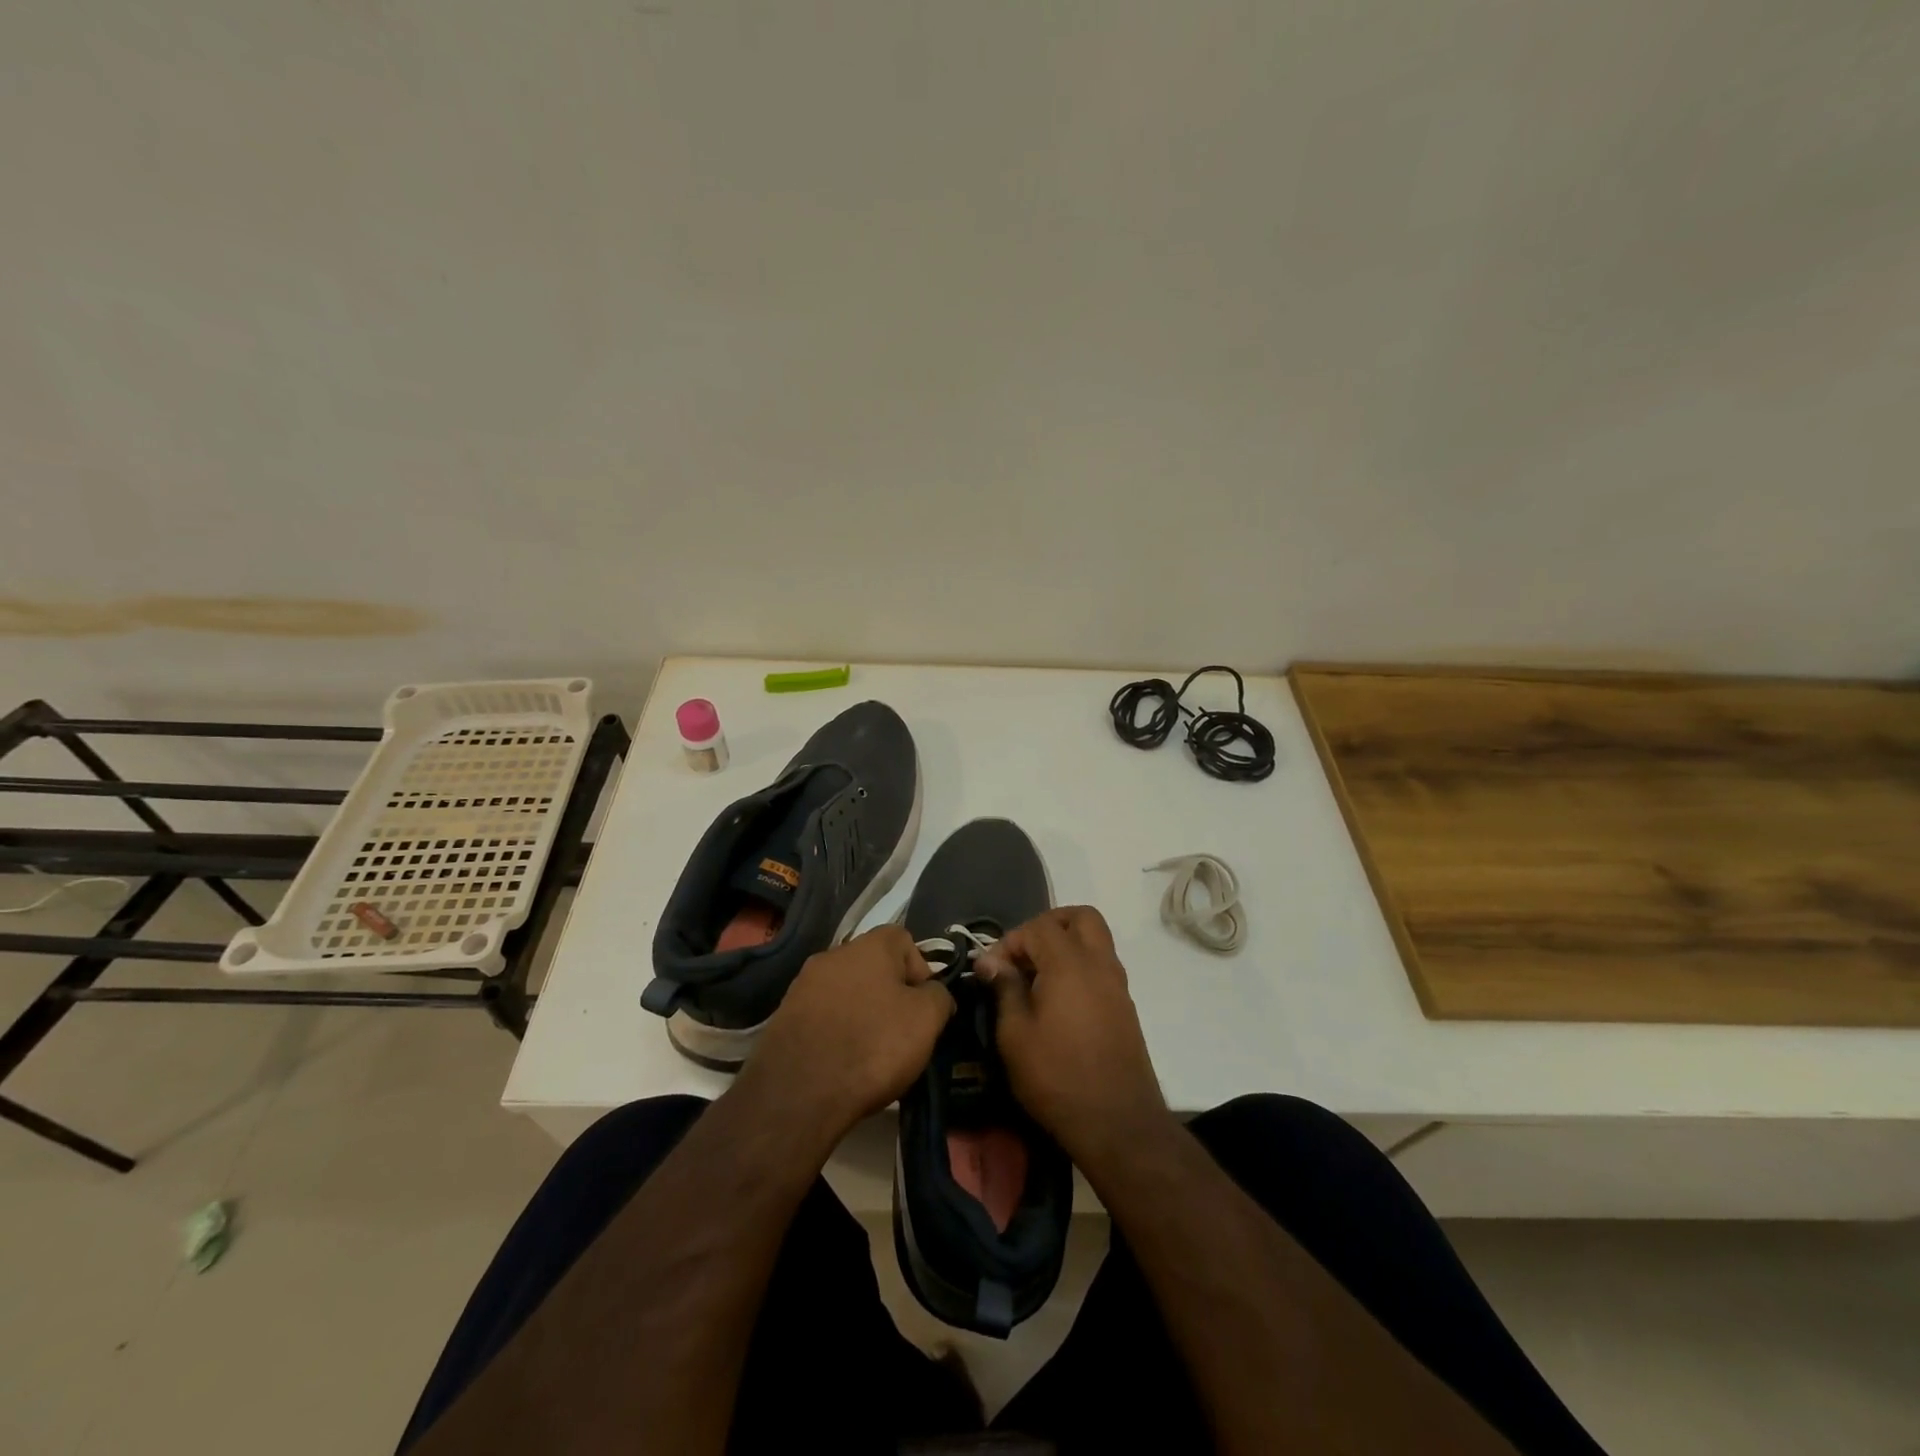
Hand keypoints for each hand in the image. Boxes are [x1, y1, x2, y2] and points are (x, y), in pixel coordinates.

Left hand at [740, 926, 953, 1140]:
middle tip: (901, 1033)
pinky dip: (836, 1031)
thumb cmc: (873, 1045)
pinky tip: (842, 1062)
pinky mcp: (785, 1016)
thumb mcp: (926, 1020)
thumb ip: (939, 996)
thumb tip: (934, 994)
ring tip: (871, 1054)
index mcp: (869, 945)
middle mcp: (833, 954)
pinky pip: (824, 1016)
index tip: (924, 1007)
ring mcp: (804, 984)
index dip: (921, 970)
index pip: (904, 940)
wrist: (798, 1092)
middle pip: (874, 967)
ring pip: (848, 992)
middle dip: (891, 995)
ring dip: (863, 1014)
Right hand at [974, 906, 1168, 1166]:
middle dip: (1048, 925)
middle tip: (1024, 953)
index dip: (1010, 941)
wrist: (1117, 1123)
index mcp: (1069, 963)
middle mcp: (1099, 963)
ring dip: (1066, 944)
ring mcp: (1117, 984)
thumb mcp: (1015, 1035)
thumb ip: (1004, 988)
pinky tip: (1057, 999)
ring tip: (1036, 977)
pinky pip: (1102, 965)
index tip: (991, 970)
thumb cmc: (1057, 1077)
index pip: (1038, 927)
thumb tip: (991, 961)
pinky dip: (1079, 965)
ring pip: (1095, 939)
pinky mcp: (1125, 1005)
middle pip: (1080, 917)